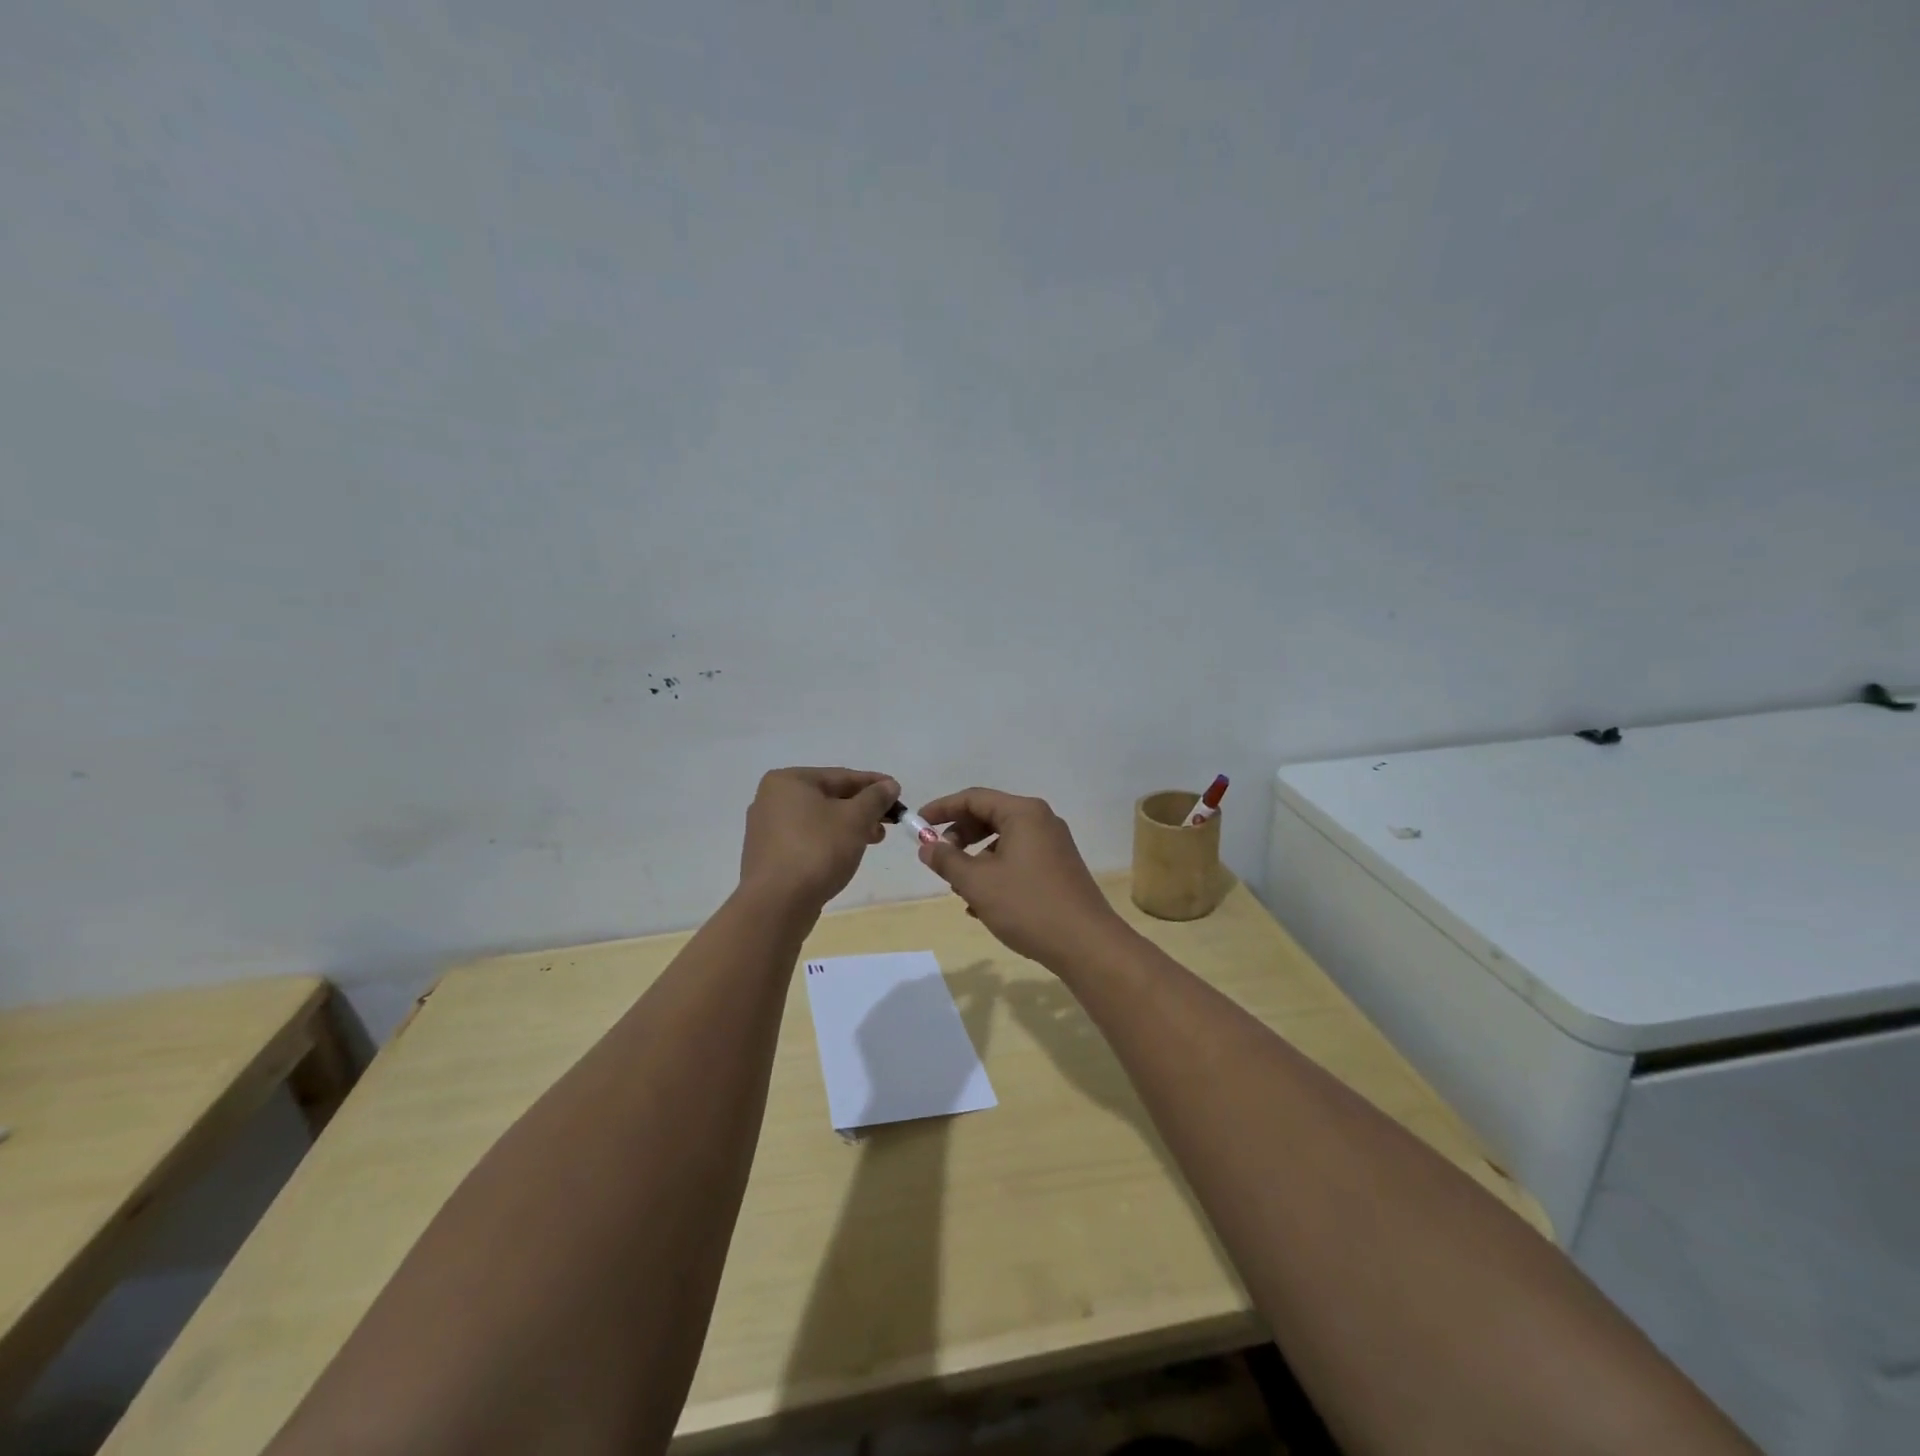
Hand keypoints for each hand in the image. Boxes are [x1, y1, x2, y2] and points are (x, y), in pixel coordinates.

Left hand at [739, 767, 899, 910]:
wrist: (777, 904)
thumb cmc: (817, 850)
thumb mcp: (855, 819)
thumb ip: (875, 798)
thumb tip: (889, 785)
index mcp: (788, 781)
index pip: (841, 776)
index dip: (874, 784)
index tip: (898, 792)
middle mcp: (772, 799)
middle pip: (828, 797)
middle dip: (862, 808)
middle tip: (889, 821)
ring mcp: (766, 829)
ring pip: (818, 820)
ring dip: (849, 826)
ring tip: (874, 839)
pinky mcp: (769, 855)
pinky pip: (806, 839)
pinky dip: (829, 841)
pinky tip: (846, 854)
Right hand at [915, 788, 1131, 971]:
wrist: (1086, 944)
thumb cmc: (1028, 906)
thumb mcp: (977, 883)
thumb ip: (947, 860)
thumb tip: (927, 846)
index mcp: (1023, 813)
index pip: (973, 798)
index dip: (941, 809)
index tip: (917, 825)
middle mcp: (1041, 821)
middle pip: (989, 817)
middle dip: (959, 836)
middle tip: (939, 859)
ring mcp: (1053, 845)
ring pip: (1003, 841)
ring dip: (976, 859)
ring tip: (960, 888)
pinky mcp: (1059, 868)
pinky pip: (1018, 859)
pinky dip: (996, 872)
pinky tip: (982, 904)